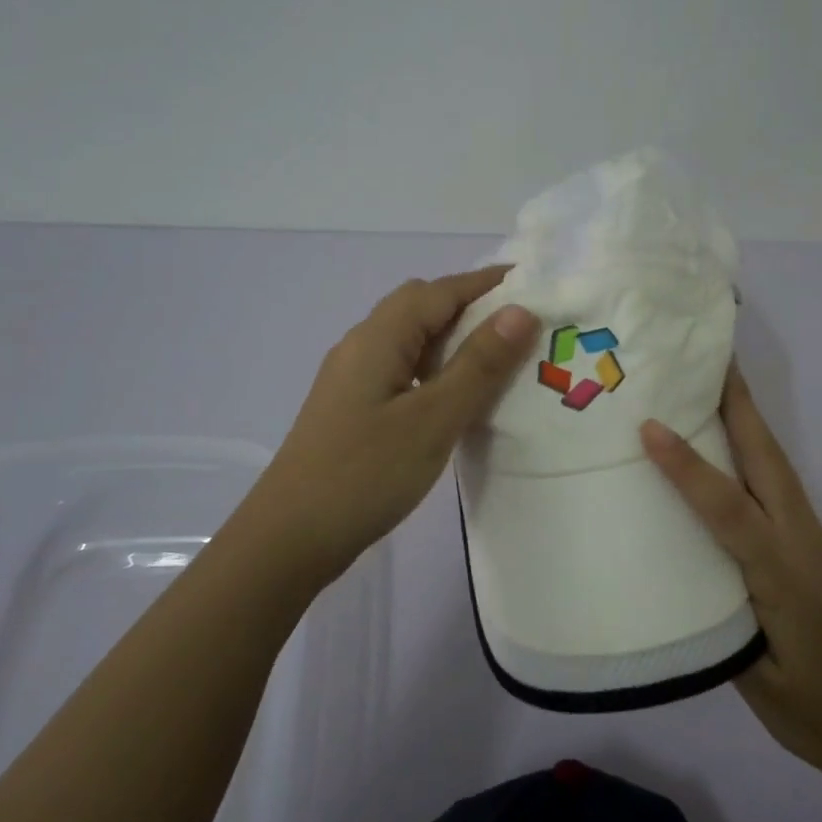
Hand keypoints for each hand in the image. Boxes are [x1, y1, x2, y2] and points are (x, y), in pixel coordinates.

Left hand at [251, 267, 538, 580]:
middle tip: (519, 326)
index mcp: (378, 337)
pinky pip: (401, 370)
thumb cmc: (365, 474)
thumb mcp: (433, 419)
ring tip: (497, 360)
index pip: (439, 290)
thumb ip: (479, 364)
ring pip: (410, 340)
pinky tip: (455, 398)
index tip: (532, 283)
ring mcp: (352, 379)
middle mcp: (361, 346)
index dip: (485, 282)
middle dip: (469, 306)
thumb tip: (520, 311)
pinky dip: (435, 369)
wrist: (289, 538)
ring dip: (452, 340)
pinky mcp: (352, 409)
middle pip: (420, 307)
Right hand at [639, 367, 821, 791]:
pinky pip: (780, 489)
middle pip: (768, 460)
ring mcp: (815, 542)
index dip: (687, 466)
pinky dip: (756, 455)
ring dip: (749, 423)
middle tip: (711, 359)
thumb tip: (684, 574)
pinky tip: (734, 455)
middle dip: (740, 406)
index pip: (728, 508)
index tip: (650, 426)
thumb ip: (721, 622)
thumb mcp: (758, 682)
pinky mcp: (817, 551)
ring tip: (717, 388)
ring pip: (777, 468)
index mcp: (783, 575)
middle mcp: (802, 543)